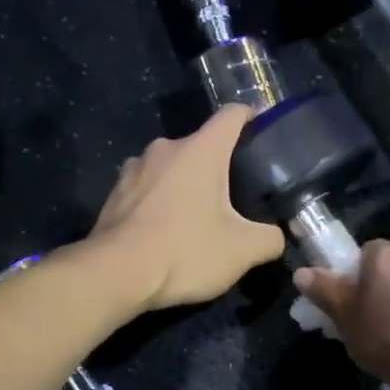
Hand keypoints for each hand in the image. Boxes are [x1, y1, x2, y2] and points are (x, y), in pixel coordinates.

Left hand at [89, 104, 285, 310]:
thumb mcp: (243, 251)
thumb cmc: (185, 251)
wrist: (116, 274)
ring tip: (196, 216)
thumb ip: (269, 238)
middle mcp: (165, 149)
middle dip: (218, 166)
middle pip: (200, 145)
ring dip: (184, 185)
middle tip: (234, 197)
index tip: (262, 137)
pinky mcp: (113, 195)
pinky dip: (158, 203)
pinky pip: (145, 190)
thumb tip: (276, 237)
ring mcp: (133, 169)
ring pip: (170, 168)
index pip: (232, 114)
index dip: (252, 119)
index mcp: (201, 150)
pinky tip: (164, 231)